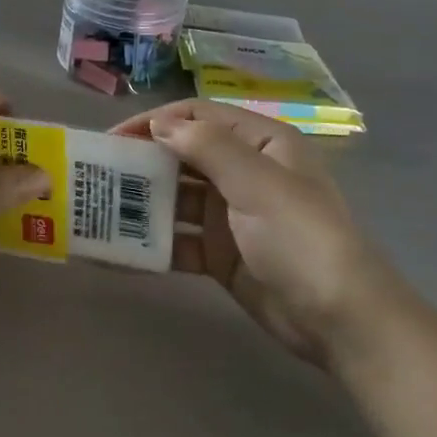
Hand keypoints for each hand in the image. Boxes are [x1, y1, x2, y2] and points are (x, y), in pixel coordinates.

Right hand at [114, 101, 400, 367]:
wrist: (340, 319)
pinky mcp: (222, 255)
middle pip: (184, 156)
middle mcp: (245, 173)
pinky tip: (119, 251)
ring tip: (98, 209)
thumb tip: (160, 123)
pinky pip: (180, 241)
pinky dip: (152, 244)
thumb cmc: (300, 237)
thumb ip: (207, 147)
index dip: (156, 122)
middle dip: (142, 162)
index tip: (113, 138)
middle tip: (97, 173)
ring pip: (177, 199)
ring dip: (142, 203)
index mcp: (261, 143)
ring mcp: (232, 216)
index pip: (199, 116)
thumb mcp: (257, 182)